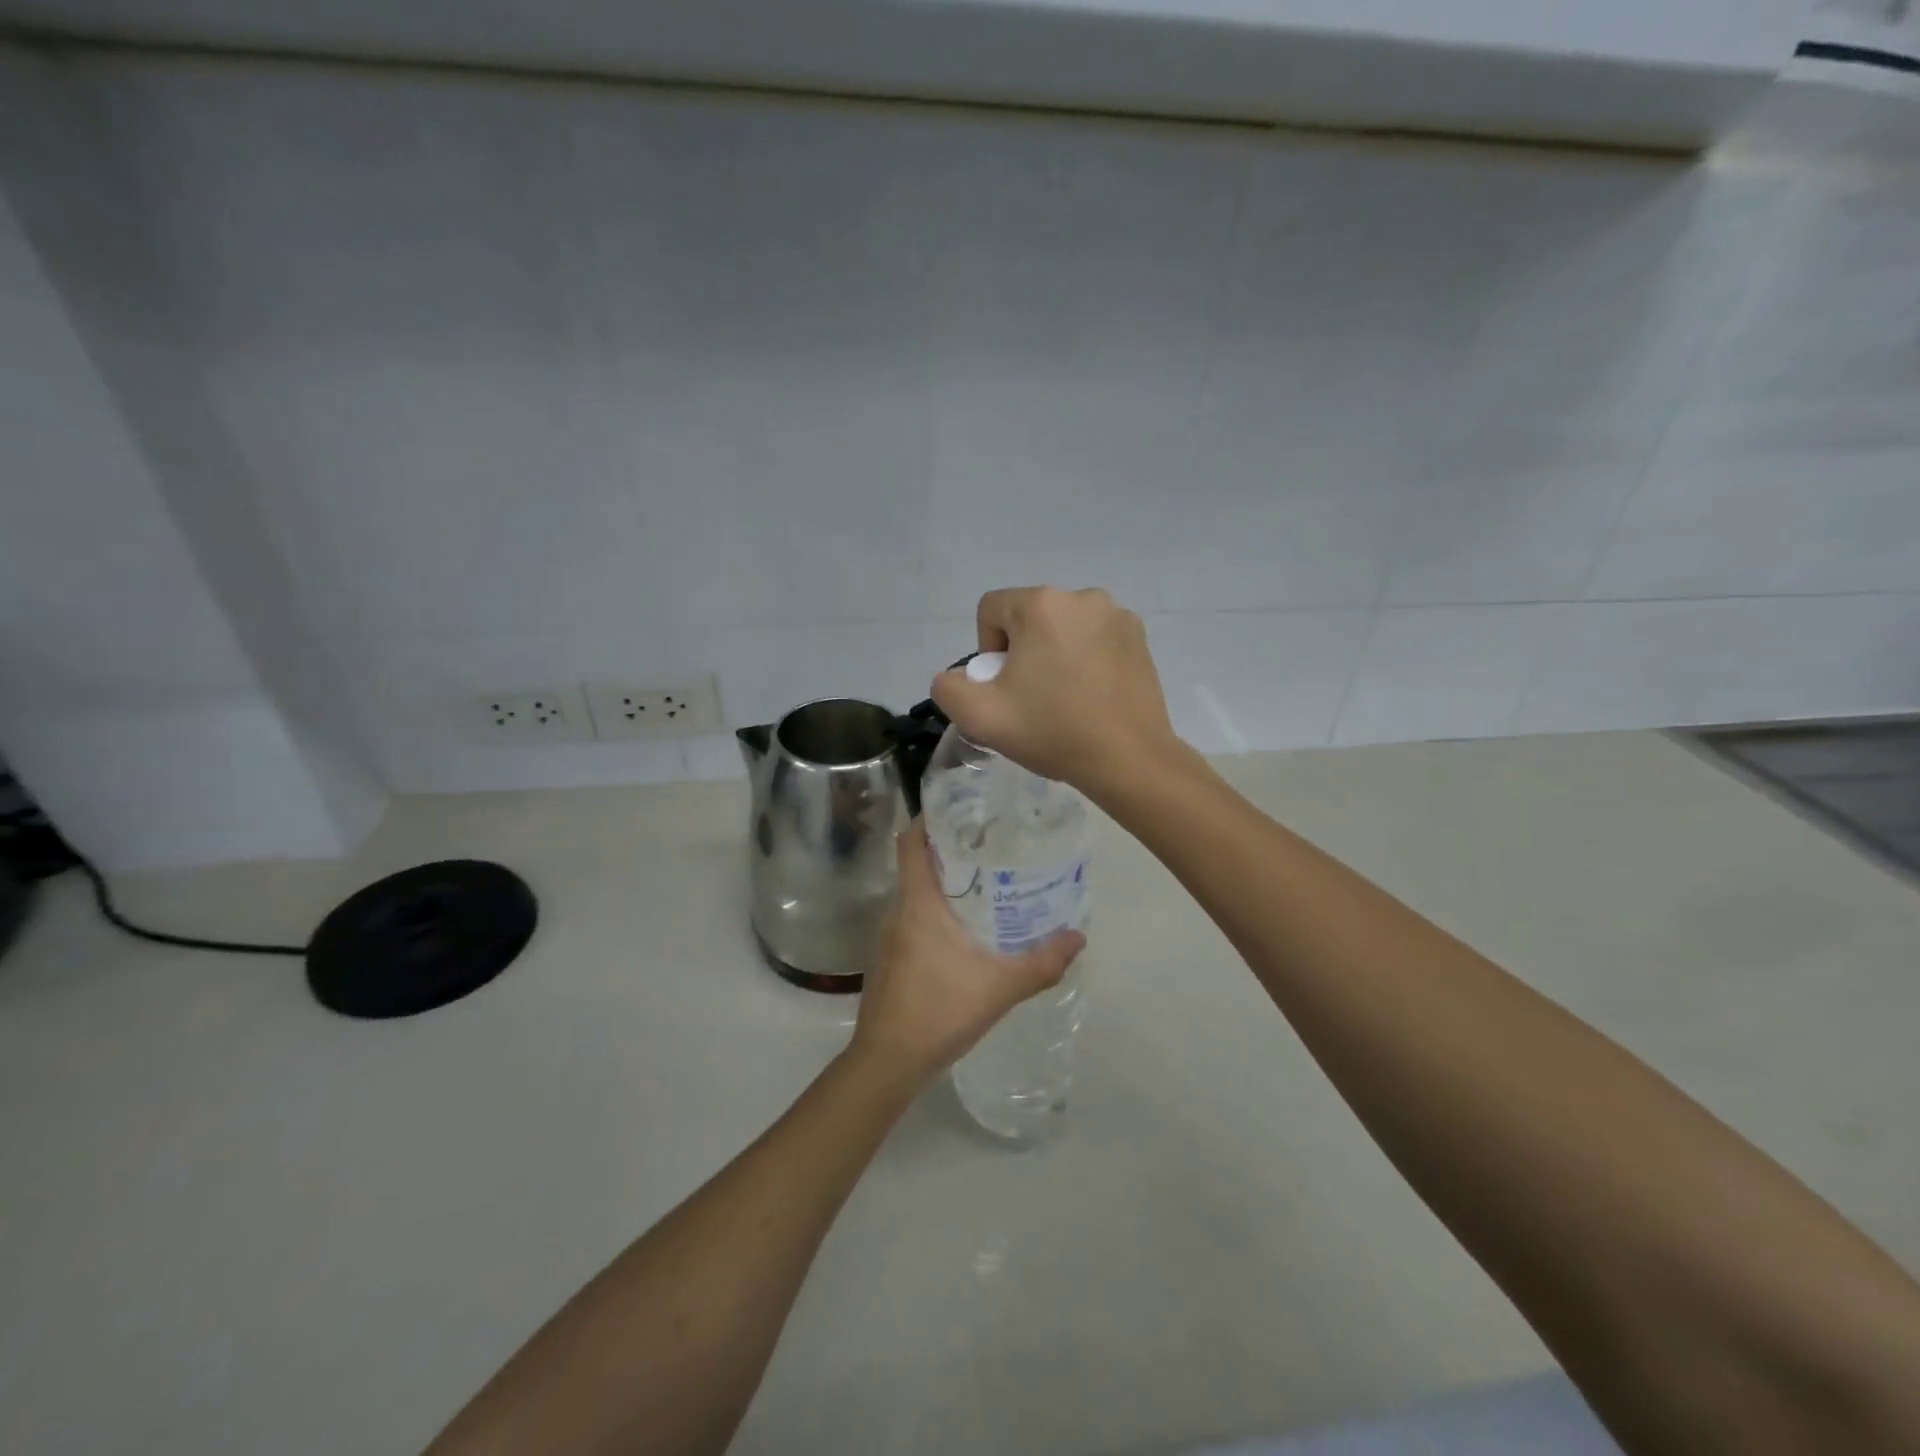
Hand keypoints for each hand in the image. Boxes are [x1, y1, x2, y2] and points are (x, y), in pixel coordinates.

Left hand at [848, 821, 1084, 1091]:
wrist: (888, 1062)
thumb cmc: (939, 1011)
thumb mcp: (1000, 987)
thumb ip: (1042, 962)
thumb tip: (1079, 937)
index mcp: (918, 903)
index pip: (911, 842)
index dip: (930, 818)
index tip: (962, 808)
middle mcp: (898, 911)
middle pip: (918, 863)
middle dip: (950, 848)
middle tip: (992, 842)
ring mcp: (890, 936)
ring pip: (917, 893)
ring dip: (945, 882)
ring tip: (987, 880)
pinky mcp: (892, 959)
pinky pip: (915, 918)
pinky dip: (938, 911)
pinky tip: (968, 929)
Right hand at [930, 586, 1176, 797]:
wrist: (1129, 759)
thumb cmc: (1053, 731)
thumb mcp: (980, 716)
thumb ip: (948, 688)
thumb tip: (958, 676)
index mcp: (1041, 605)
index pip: (991, 610)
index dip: (987, 650)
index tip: (1006, 688)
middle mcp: (1081, 596)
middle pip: (1029, 617)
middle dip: (1022, 652)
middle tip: (1032, 698)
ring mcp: (1117, 615)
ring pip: (1063, 628)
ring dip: (1054, 654)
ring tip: (1065, 699)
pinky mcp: (1139, 637)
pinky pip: (1095, 638)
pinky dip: (1086, 659)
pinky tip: (1093, 696)